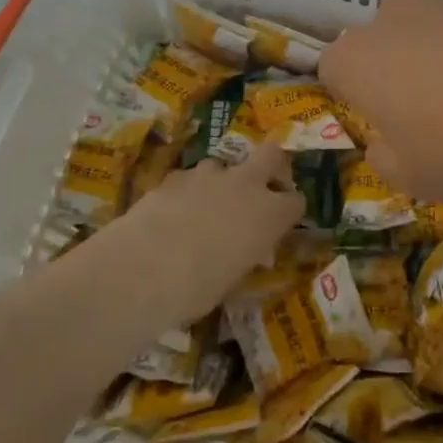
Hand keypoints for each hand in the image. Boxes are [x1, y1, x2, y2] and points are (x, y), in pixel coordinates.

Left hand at [104, 145, 303, 324]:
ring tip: (206, 207)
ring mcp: (211, 174)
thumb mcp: (232, 280)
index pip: (296, 201)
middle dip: (271, 165)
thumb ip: (244, 256)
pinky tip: (173, 212)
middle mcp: (246, 185)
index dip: (290, 210)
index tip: (283, 221)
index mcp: (269, 214)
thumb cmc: (198, 287)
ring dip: (221, 182)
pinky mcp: (177, 175)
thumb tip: (244, 252)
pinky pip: (190, 179)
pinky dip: (188, 191)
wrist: (146, 266)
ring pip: (225, 166)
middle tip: (262, 185)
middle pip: (272, 155)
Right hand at [320, 0, 442, 201]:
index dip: (355, 97)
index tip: (385, 125)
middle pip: (387, 38)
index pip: (334, 69)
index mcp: (360, 58)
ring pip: (438, 25)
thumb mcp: (416, 179)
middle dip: (404, 68)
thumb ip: (389, 162)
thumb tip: (385, 148)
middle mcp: (396, 16)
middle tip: (438, 113)